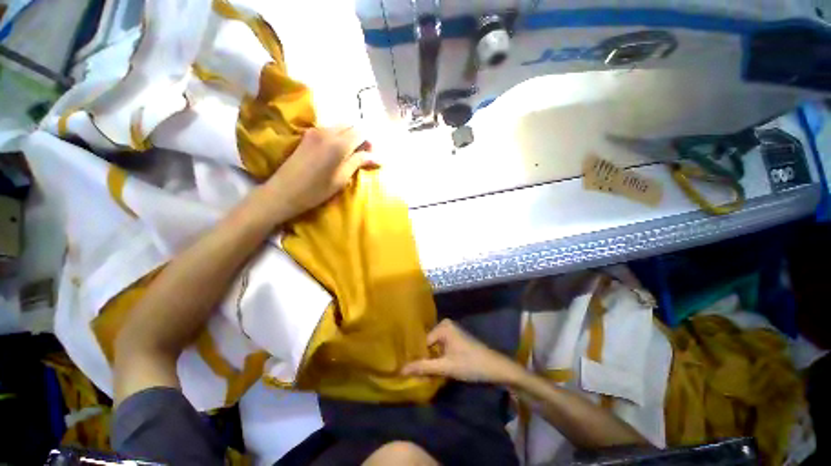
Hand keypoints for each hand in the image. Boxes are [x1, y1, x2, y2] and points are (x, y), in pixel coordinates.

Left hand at [265, 126, 375, 218]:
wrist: (283, 192)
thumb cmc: (316, 190)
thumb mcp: (341, 178)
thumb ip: (359, 162)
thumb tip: (378, 157)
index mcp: (339, 143)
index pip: (361, 132)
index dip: (369, 142)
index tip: (372, 157)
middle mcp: (327, 131)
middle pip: (351, 125)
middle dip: (361, 137)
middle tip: (363, 156)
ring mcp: (315, 131)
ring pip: (340, 126)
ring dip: (349, 137)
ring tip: (351, 155)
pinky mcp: (307, 135)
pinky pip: (329, 130)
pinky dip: (339, 137)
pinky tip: (337, 152)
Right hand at [402, 319, 523, 384]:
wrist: (495, 368)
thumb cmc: (470, 364)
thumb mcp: (446, 367)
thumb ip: (423, 367)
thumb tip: (401, 370)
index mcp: (442, 326)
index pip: (422, 343)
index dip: (418, 357)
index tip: (410, 371)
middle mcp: (445, 324)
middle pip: (428, 344)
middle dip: (424, 358)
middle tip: (417, 373)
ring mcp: (451, 331)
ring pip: (434, 347)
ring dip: (430, 359)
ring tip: (424, 372)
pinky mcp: (455, 339)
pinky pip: (440, 347)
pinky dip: (438, 357)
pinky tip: (435, 368)